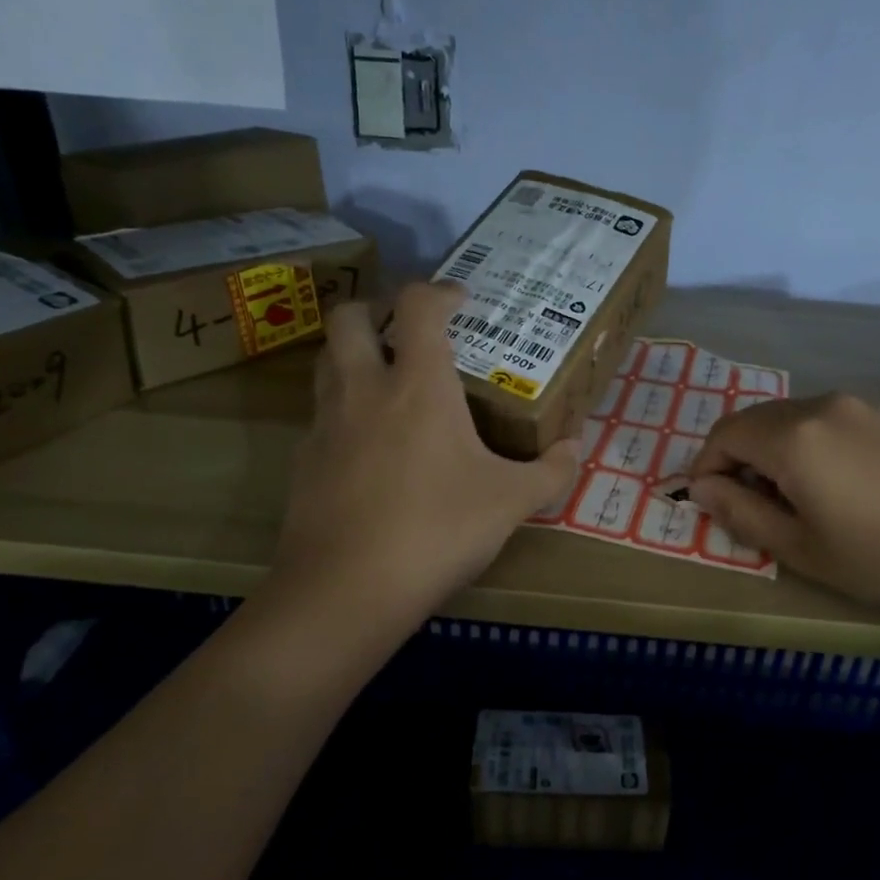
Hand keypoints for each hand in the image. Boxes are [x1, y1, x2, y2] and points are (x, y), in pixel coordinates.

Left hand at [275, 281, 580, 622]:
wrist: (348, 588)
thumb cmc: (438, 530)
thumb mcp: (510, 503)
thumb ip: (550, 472)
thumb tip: (576, 450)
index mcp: (417, 385)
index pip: (418, 306)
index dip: (440, 291)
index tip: (460, 301)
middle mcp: (364, 389)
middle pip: (349, 317)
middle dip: (376, 308)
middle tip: (406, 329)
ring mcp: (326, 425)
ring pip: (327, 362)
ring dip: (354, 355)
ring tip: (388, 382)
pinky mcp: (303, 462)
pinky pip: (322, 416)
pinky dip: (344, 412)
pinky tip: (370, 448)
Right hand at [688, 393, 879, 625]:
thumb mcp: (803, 549)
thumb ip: (742, 513)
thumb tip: (702, 489)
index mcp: (793, 437)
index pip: (723, 435)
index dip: (705, 468)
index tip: (707, 505)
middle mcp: (821, 406)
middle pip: (754, 421)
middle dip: (735, 459)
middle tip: (744, 507)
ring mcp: (861, 407)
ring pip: (791, 420)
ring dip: (771, 453)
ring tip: (789, 502)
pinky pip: (826, 423)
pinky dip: (806, 447)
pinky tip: (833, 487)